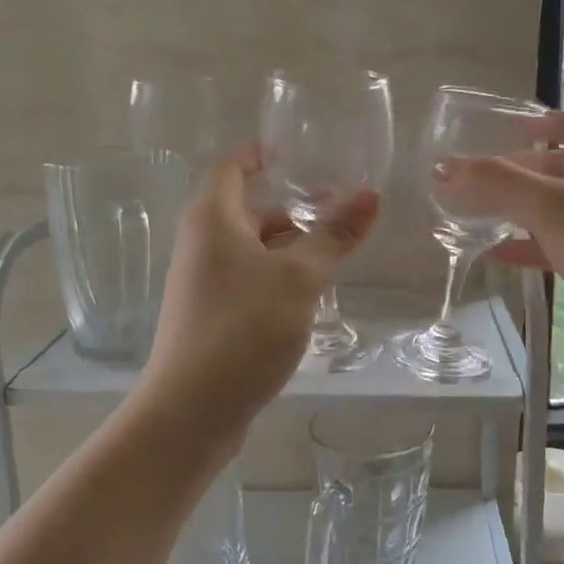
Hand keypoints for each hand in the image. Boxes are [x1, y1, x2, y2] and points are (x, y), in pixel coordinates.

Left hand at [141, 149, 379, 429]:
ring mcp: (203, 282)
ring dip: (289, 245)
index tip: (295, 153)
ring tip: (334, 253)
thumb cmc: (244, 328)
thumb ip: (334, 236)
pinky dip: (278, 275)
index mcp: (212, 219)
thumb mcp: (299, 278)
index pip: (230, 166)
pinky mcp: (211, 315)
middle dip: (291, 207)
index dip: (259, 154)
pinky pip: (248, 279)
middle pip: (246, 209)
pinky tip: (309, 294)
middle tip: (337, 209)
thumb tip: (371, 196)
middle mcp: (201, 244)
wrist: (191, 410)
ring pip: (250, 248)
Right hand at [434, 111, 563, 383]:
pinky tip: (498, 255)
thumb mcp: (550, 207)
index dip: (530, 124)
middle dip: (513, 174)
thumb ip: (494, 183)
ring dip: (518, 210)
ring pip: (559, 206)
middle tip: (469, 183)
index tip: (494, 133)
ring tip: (474, 216)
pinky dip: (532, 243)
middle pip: (557, 165)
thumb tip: (442, 167)